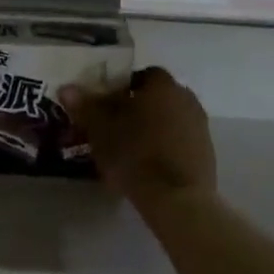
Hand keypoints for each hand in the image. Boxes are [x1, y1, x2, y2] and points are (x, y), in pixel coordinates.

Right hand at [60, 67, 215, 204]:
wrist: (177, 198)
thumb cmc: (134, 155)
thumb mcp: (101, 130)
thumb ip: (85, 106)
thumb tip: (67, 88)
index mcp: (161, 85)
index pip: (141, 75)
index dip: (122, 88)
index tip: (107, 106)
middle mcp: (185, 98)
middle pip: (157, 97)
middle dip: (138, 108)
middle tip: (116, 127)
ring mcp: (200, 125)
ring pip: (169, 118)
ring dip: (153, 127)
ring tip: (131, 148)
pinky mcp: (207, 151)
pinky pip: (181, 139)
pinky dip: (166, 146)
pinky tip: (150, 164)